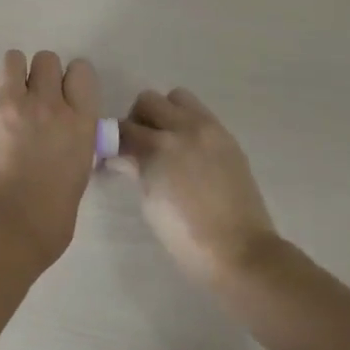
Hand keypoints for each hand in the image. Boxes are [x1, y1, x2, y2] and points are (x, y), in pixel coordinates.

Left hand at [0, 50, 100, 271]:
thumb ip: (73, 140)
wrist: (3, 229)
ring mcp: (10, 103)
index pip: (82, 71)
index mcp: (79, 122)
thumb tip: (62, 131)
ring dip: (14, 75)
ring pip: (14, 59)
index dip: (72, 80)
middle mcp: (47, 104)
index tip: (65, 95)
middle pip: (47, 59)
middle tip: (34, 99)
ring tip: (9, 99)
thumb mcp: (78, 172)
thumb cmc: (50, 217)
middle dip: (42, 75)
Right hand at [118, 88, 280, 288]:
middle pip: (148, 100)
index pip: (123, 128)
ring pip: (177, 98)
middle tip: (137, 146)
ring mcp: (210, 130)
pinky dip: (187, 123)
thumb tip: (119, 155)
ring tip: (165, 142)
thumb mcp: (150, 203)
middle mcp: (184, 128)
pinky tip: (188, 152)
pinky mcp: (228, 138)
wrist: (240, 252)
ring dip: (165, 113)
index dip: (111, 140)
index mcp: (159, 147)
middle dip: (137, 120)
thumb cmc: (186, 237)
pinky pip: (200, 114)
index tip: (109, 153)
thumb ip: (135, 169)